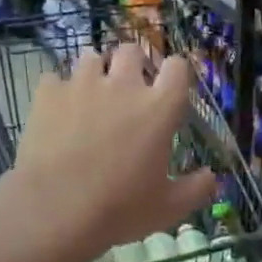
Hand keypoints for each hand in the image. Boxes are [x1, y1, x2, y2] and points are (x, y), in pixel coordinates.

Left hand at [12, 48, 218, 260]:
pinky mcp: (48, 94)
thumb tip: (213, 177)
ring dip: (95, 72)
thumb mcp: (169, 208)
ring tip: (91, 96)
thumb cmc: (119, 209)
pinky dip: (58, 91)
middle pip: (132, 50)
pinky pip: (54, 79)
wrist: (55, 211)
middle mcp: (123, 85)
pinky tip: (58, 111)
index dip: (175, 73)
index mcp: (159, 107)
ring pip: (91, 57)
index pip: (177, 67)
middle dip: (132, 65)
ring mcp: (83, 85)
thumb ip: (197, 189)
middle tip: (127, 90)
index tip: (170, 88)